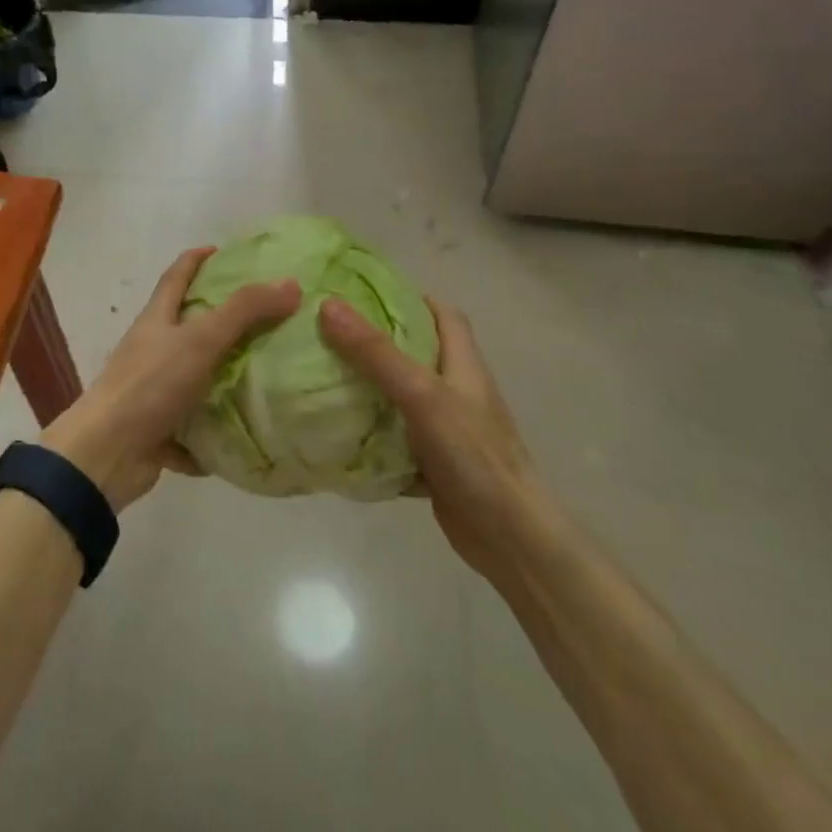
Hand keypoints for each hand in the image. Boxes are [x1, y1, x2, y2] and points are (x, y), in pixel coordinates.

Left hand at [41, 248, 300, 509]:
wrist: (107, 454)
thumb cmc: (150, 384)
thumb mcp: (200, 339)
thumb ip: (244, 311)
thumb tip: (291, 284)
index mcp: (156, 320)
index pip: (177, 276)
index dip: (197, 259)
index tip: (224, 251)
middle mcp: (152, 351)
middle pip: (188, 327)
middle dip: (222, 321)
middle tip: (267, 316)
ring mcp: (153, 392)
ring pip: (195, 378)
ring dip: (225, 378)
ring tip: (270, 375)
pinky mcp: (159, 430)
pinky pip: (195, 427)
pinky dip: (216, 431)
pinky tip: (249, 434)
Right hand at [319, 296, 543, 581]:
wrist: (509, 537)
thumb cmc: (472, 454)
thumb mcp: (421, 394)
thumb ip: (376, 353)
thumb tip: (329, 306)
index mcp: (463, 365)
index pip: (444, 315)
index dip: (411, 298)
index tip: (366, 293)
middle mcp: (457, 392)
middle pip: (417, 354)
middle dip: (378, 342)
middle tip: (330, 333)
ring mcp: (447, 430)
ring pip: (402, 398)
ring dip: (370, 389)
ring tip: (323, 376)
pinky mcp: (435, 464)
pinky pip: (395, 439)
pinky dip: (371, 435)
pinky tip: (337, 434)